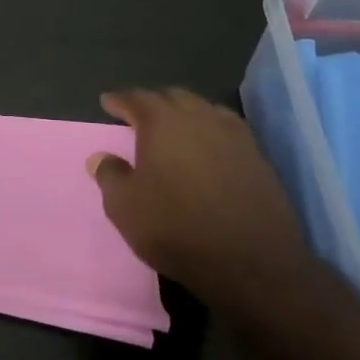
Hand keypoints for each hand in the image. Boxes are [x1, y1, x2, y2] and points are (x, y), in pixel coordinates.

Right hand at [88, 87, 311, 312]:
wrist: (250, 262)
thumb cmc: (175, 228)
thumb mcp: (124, 206)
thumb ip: (109, 175)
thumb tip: (101, 157)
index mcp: (163, 123)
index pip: (136, 99)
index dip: (119, 100)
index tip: (107, 102)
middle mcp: (200, 119)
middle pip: (173, 97)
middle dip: (153, 102)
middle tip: (139, 115)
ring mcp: (235, 137)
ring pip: (205, 110)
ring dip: (185, 113)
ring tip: (174, 128)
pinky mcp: (258, 159)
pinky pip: (228, 131)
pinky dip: (211, 131)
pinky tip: (207, 148)